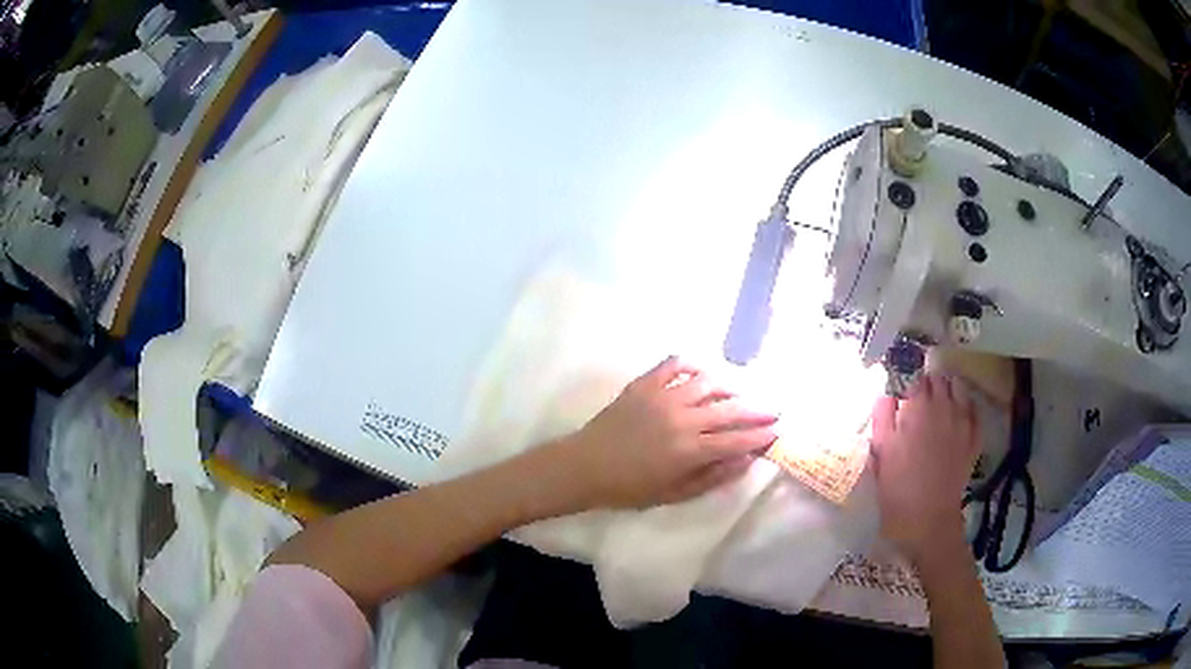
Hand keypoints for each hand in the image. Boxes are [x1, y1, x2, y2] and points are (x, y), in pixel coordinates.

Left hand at [558, 356, 778, 509]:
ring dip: (730, 387)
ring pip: (708, 382)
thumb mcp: (675, 494)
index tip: (778, 431)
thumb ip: (714, 476)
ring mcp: (662, 396)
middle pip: (730, 409)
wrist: (585, 466)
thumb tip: (747, 459)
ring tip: (739, 394)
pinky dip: (692, 365)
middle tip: (774, 409)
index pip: (737, 439)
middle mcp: (682, 419)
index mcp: (690, 450)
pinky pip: (674, 364)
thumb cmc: (630, 487)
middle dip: (758, 410)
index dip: (761, 435)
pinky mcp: (644, 383)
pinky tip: (702, 373)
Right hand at [870, 375, 979, 563]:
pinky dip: (966, 409)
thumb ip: (882, 417)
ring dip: (949, 391)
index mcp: (918, 407)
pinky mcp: (974, 438)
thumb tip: (887, 395)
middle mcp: (944, 406)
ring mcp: (963, 421)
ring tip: (940, 406)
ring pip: (959, 389)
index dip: (908, 386)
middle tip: (919, 404)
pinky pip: (974, 411)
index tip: (903, 399)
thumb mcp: (880, 452)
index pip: (916, 378)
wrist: (928, 519)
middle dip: (929, 386)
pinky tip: (959, 419)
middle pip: (939, 380)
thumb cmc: (898, 488)